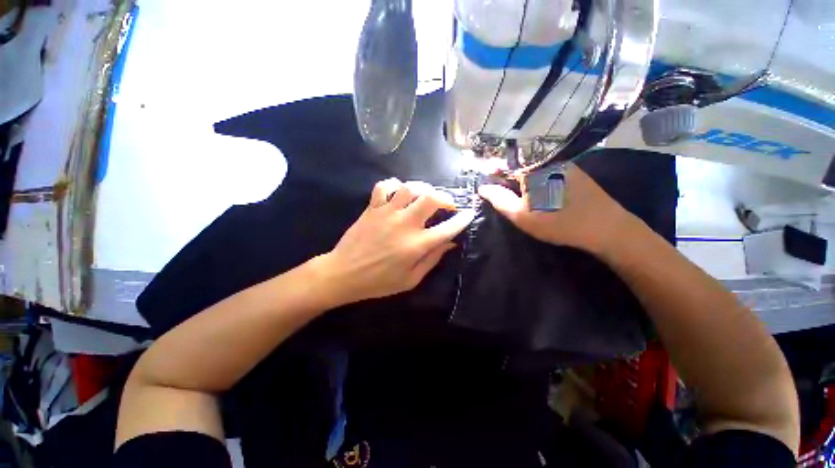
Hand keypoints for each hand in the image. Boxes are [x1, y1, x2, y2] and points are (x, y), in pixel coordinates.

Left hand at [313, 178, 475, 305]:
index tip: (469, 213)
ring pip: (410, 187)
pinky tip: (398, 192)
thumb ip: (432, 259)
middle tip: (447, 203)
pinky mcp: (372, 208)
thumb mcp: (410, 279)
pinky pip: (384, 186)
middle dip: (445, 197)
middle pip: (431, 198)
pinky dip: (394, 185)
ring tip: (425, 196)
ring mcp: (387, 213)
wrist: (343, 274)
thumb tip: (450, 243)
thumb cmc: (378, 282)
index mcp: (416, 245)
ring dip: (422, 188)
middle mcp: (405, 224)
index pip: (447, 228)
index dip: (462, 219)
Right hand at [478, 164, 636, 256]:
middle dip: (508, 180)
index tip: (488, 189)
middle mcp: (546, 159)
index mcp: (531, 166)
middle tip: (507, 200)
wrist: (606, 227)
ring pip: (532, 169)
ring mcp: (562, 163)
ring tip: (523, 200)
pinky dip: (537, 182)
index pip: (502, 165)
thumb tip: (482, 187)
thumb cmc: (558, 222)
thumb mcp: (520, 215)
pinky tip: (540, 197)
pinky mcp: (572, 171)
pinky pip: (546, 172)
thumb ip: (498, 199)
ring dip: (523, 182)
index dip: (493, 177)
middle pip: (518, 166)